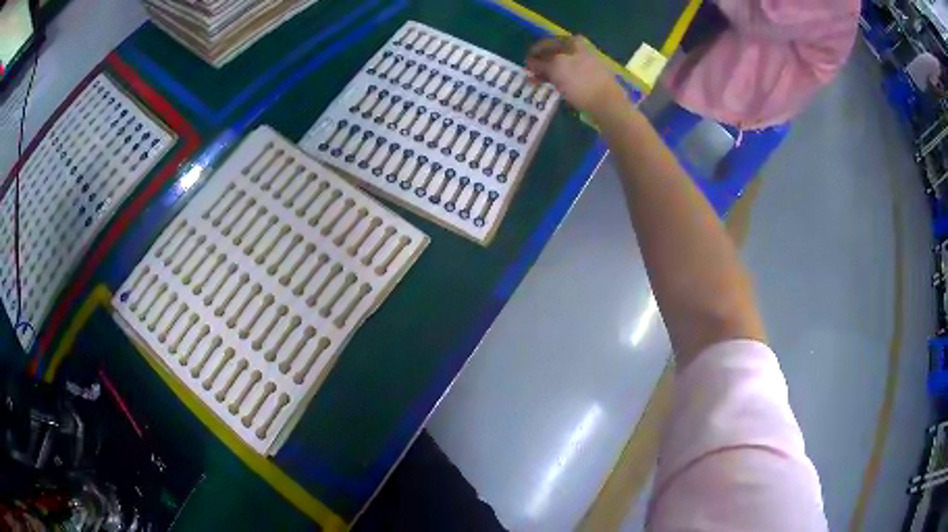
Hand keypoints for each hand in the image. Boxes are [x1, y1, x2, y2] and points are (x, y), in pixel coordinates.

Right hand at [525, 35, 627, 118]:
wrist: (607, 104)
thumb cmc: (580, 82)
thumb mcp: (555, 68)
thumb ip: (539, 63)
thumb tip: (529, 62)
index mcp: (572, 42)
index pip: (546, 43)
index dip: (533, 53)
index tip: (524, 65)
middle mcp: (580, 49)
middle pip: (554, 54)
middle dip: (541, 64)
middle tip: (530, 76)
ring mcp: (587, 64)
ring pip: (562, 66)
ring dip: (549, 74)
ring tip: (539, 84)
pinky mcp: (591, 79)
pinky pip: (570, 77)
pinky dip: (560, 81)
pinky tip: (555, 89)